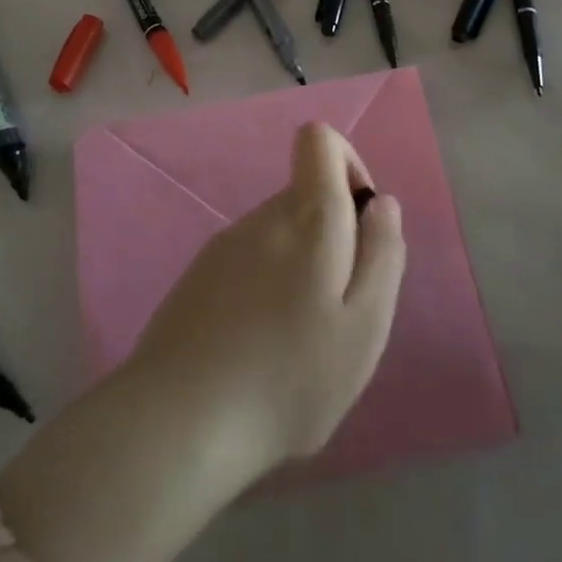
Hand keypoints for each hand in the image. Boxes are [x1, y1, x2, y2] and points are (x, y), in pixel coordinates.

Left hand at [124, 122, 407, 473]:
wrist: (178, 422)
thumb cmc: (287, 378)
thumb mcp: (364, 327)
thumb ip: (383, 254)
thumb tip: (383, 201)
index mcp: (308, 217)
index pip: (319, 139)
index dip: (348, 164)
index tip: (360, 223)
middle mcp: (264, 216)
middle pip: (306, 195)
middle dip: (332, 238)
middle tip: (335, 313)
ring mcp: (225, 243)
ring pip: (280, 234)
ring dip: (300, 269)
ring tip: (296, 341)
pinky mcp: (199, 274)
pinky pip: (250, 261)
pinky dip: (266, 288)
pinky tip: (258, 349)